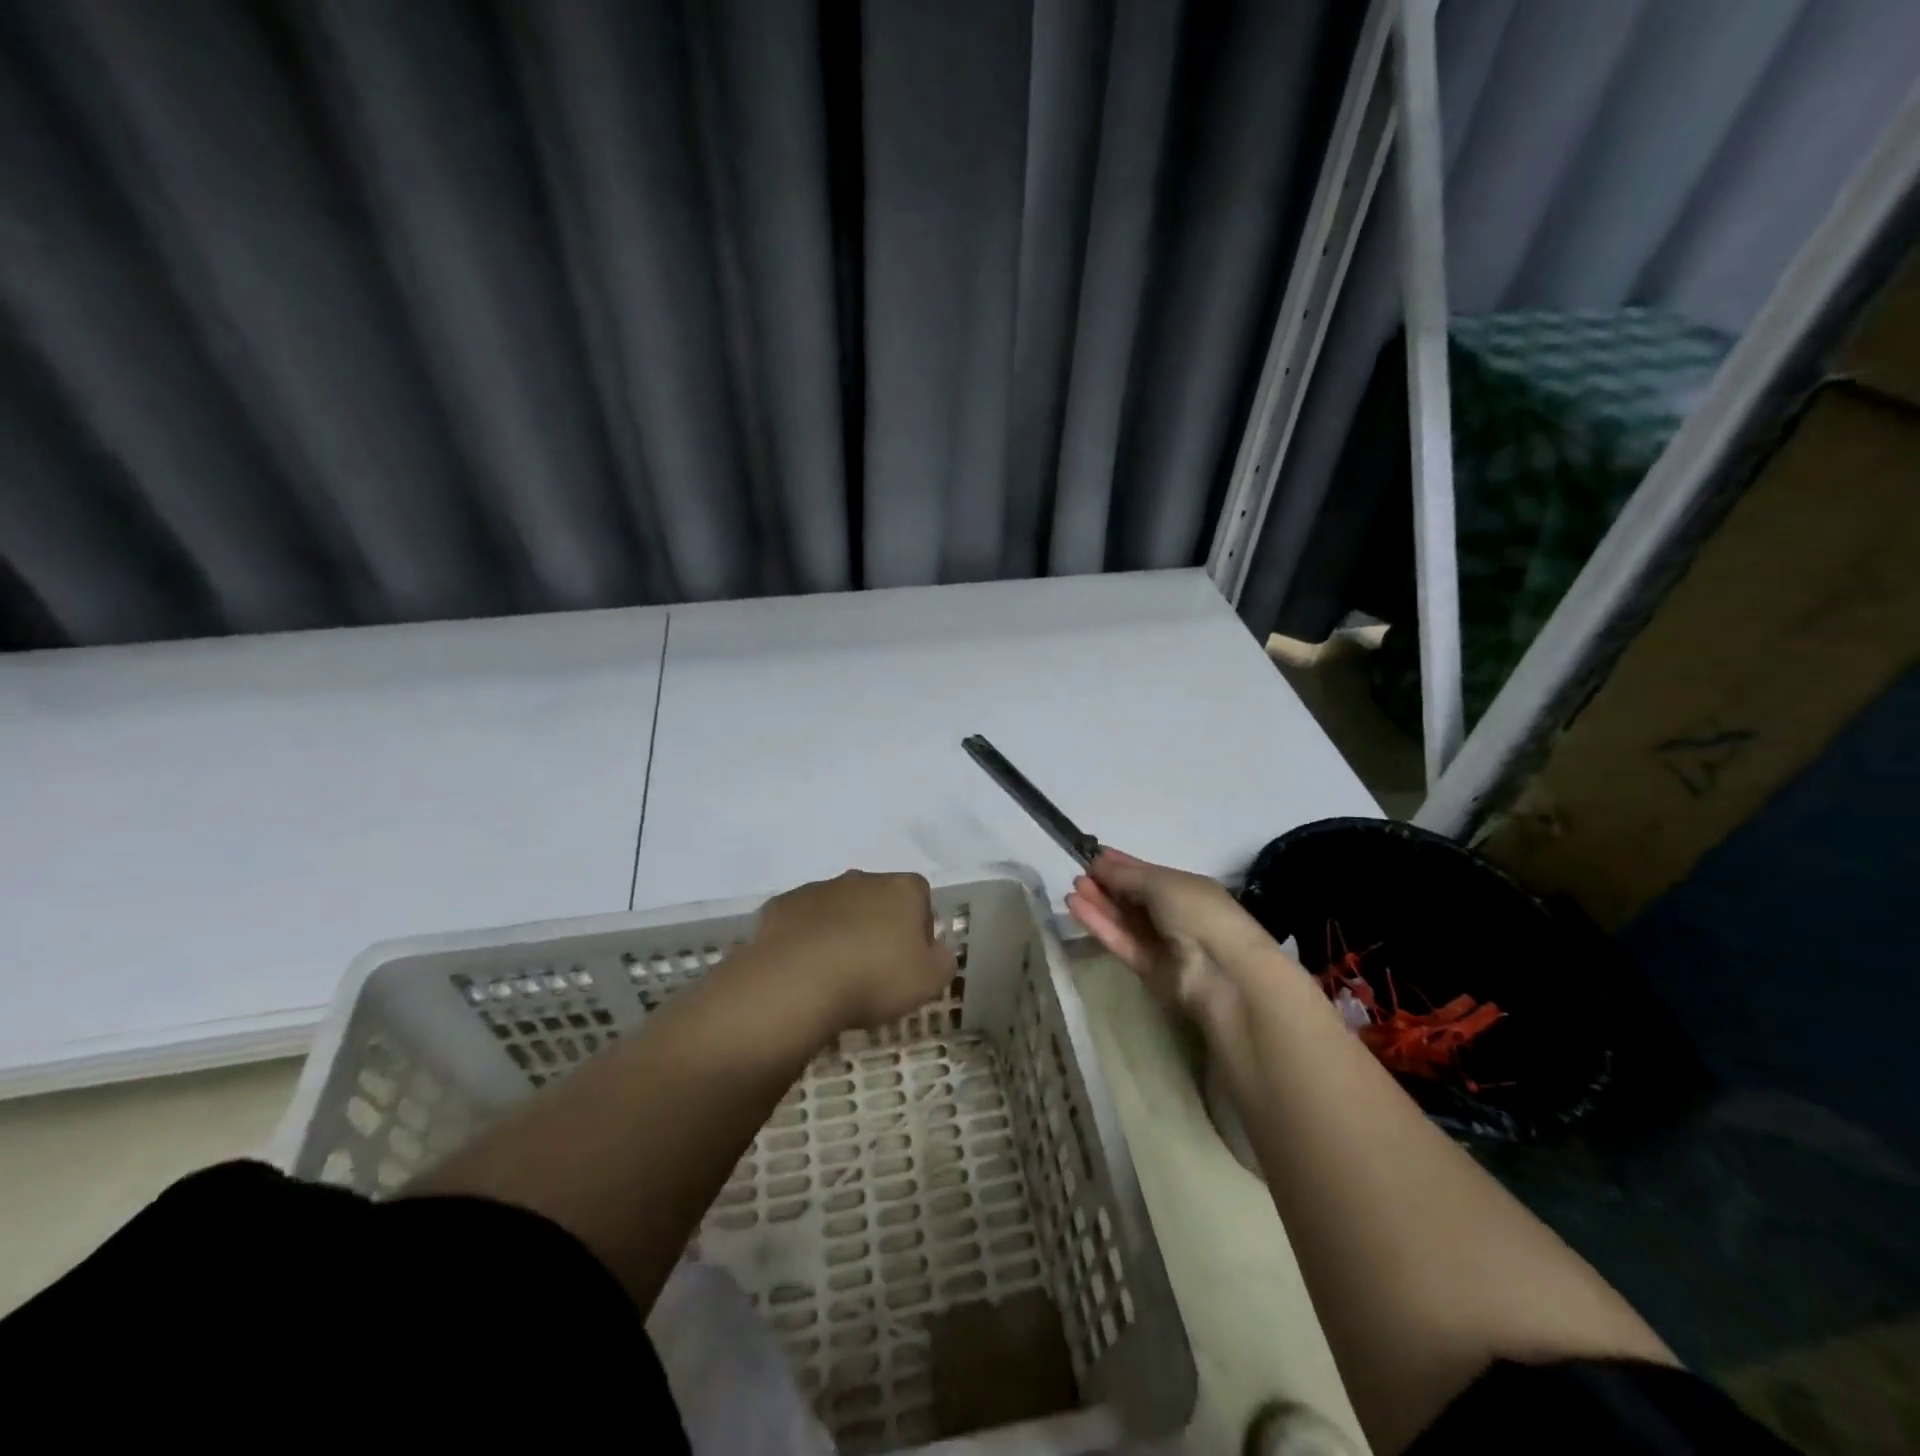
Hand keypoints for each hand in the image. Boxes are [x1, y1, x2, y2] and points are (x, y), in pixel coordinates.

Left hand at [751, 870, 957, 1033]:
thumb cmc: (874, 978)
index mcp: (902, 889)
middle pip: (878, 898)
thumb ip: (942, 961)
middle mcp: (862, 878)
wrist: (797, 982)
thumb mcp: (929, 982)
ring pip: (838, 907)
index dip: (918, 928)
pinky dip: (806, 938)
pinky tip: (803, 969)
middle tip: (873, 968)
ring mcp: (818, 888)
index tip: (910, 960)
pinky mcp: (783, 904)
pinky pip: (802, 920)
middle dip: (878, 925)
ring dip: (841, 930)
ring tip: (835, 973)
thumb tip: (936, 951)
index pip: (921, 898)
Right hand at [1066, 850, 1257, 1031]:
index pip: (1146, 873)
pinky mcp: (1145, 967)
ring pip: (1122, 918)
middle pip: (1131, 896)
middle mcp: (1172, 913)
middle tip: (1078, 873)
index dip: (1120, 864)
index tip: (1091, 855)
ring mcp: (1159, 941)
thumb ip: (1126, 876)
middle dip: (1106, 883)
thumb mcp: (1162, 883)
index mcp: (1184, 888)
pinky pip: (1118, 940)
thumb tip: (1098, 862)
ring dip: (1098, 903)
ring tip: (1073, 888)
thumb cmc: (1198, 912)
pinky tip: (1076, 906)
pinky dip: (1098, 923)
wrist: (1222, 971)